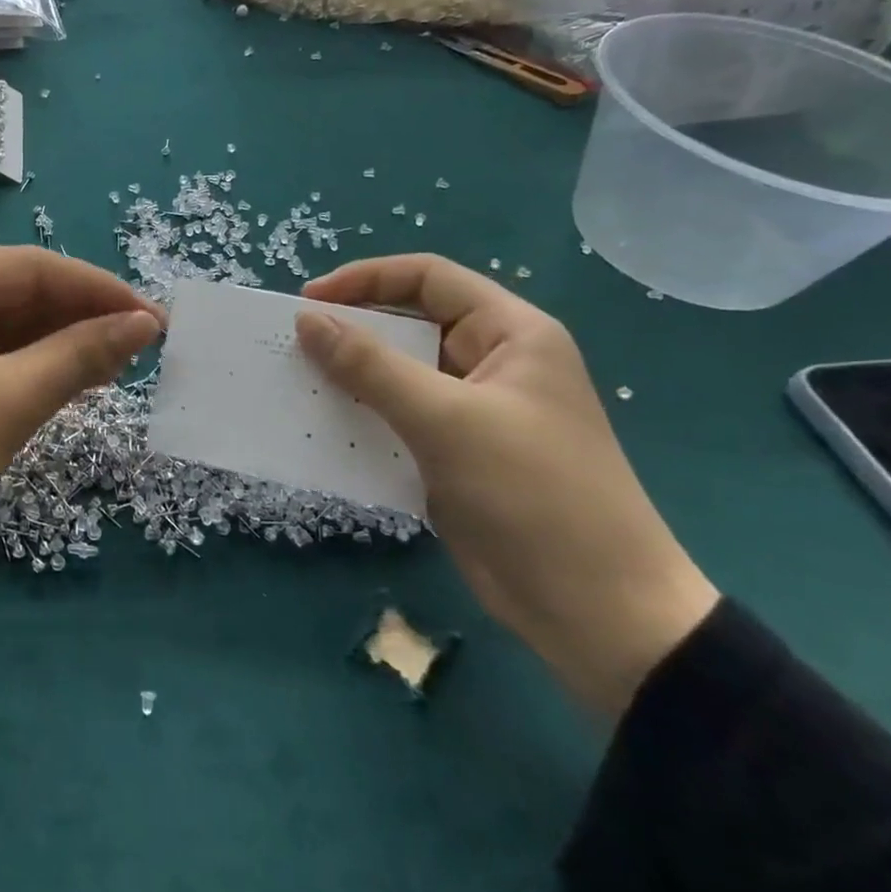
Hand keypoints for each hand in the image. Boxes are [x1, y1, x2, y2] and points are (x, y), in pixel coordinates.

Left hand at [0, 248, 163, 568]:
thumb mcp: (4, 405)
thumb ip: (78, 356)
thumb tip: (145, 324)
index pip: (29, 268)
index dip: (97, 289)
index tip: (152, 317)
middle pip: (18, 290)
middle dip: (81, 317)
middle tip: (141, 345)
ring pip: (7, 321)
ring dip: (61, 341)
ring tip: (118, 364)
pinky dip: (32, 362)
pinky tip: (76, 376)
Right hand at [295, 255, 719, 720]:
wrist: (596, 612)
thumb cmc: (531, 494)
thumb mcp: (445, 420)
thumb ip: (370, 365)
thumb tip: (306, 320)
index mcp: (510, 333)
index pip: (429, 279)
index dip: (365, 280)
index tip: (309, 302)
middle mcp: (492, 362)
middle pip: (411, 324)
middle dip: (352, 330)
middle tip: (294, 345)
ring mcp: (474, 411)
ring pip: (399, 374)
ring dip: (350, 376)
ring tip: (298, 382)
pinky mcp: (456, 454)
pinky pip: (398, 418)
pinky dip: (362, 417)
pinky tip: (324, 427)